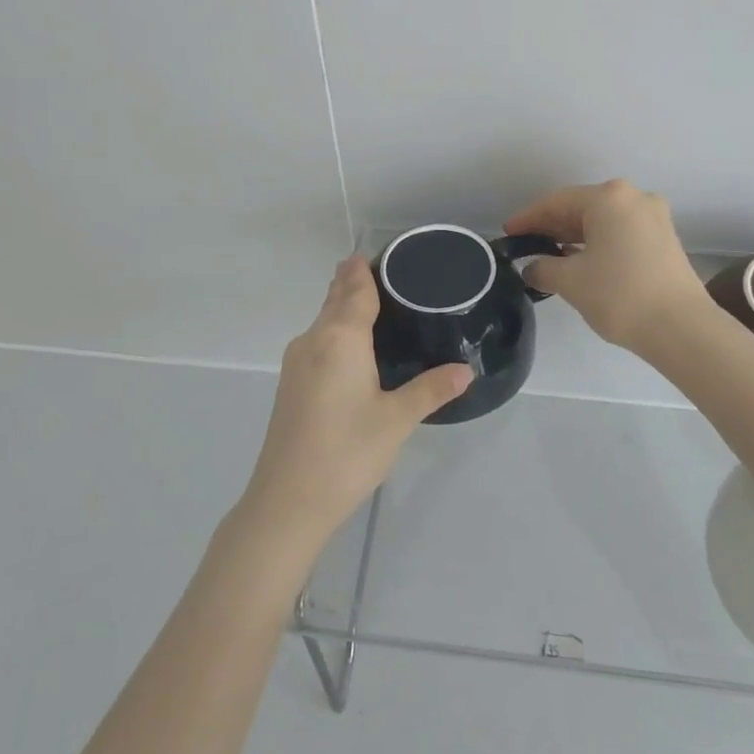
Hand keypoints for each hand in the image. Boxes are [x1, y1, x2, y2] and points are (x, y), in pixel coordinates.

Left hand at [240, 255, 471, 554]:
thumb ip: (431, 389)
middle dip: (353, 283)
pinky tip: (352, 348)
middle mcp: (313, 341)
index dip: (364, 269)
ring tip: (374, 304)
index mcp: (339, 338)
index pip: (354, 289)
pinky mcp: (290, 386)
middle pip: (334, 300)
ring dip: (342, 308)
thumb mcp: (397, 419)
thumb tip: (465, 370)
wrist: (288, 501)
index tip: (376, 252)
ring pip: (323, 322)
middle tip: (383, 272)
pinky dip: (335, 332)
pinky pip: (317, 342)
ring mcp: (296, 363)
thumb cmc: (348, 452)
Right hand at [505, 180, 710, 351]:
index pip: (556, 202)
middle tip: (526, 244)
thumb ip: (543, 268)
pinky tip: (582, 261)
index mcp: (608, 198)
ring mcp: (654, 217)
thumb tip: (533, 268)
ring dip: (575, 236)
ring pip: (603, 220)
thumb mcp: (570, 281)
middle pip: (582, 207)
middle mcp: (634, 198)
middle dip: (552, 226)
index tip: (508, 233)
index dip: (528, 218)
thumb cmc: (619, 295)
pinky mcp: (665, 239)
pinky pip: (621, 232)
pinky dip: (598, 243)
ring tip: (550, 255)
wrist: (681, 327)